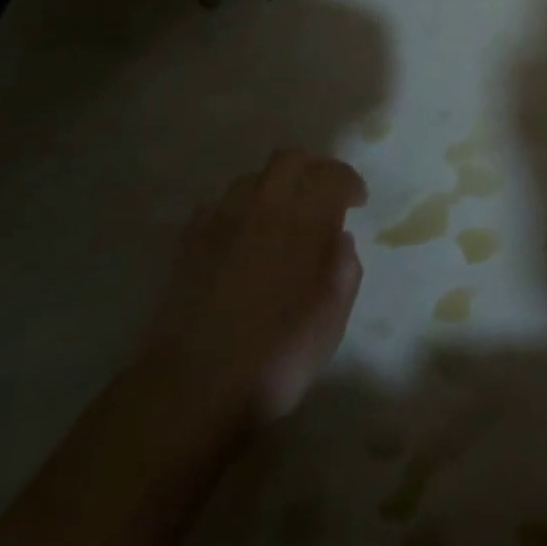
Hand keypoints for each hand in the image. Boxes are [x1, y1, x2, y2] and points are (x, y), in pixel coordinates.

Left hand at [141, 150, 366, 435]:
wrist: (195, 386)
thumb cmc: (279, 354)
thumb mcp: (334, 316)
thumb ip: (344, 267)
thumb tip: (338, 238)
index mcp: (306, 221)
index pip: (333, 175)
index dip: (350, 182)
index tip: (358, 202)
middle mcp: (263, 207)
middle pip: (289, 159)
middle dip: (313, 168)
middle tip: (324, 195)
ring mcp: (220, 221)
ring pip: (251, 177)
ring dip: (274, 186)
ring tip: (283, 215)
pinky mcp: (188, 241)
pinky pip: (217, 203)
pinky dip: (238, 208)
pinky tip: (243, 235)